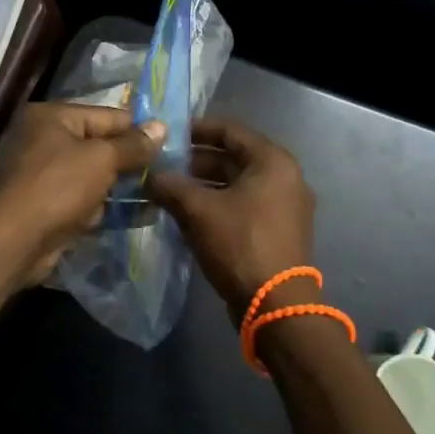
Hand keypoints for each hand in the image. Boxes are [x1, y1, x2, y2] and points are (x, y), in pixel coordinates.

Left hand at [0, 103, 166, 286]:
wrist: (16, 241)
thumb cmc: (58, 186)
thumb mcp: (102, 159)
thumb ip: (133, 144)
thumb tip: (161, 127)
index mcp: (50, 116)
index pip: (105, 115)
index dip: (137, 129)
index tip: (170, 142)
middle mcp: (41, 139)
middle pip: (98, 144)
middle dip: (130, 159)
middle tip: (168, 170)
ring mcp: (41, 174)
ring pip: (92, 174)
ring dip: (121, 185)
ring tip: (160, 192)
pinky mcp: (45, 204)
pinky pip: (83, 198)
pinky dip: (105, 205)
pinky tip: (140, 214)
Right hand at [148, 119, 314, 323]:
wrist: (275, 305)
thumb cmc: (239, 244)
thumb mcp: (198, 211)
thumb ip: (171, 186)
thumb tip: (149, 176)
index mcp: (272, 161)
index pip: (230, 130)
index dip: (197, 129)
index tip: (168, 134)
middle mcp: (284, 177)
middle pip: (234, 157)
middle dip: (196, 160)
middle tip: (162, 165)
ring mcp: (284, 205)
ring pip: (237, 183)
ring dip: (204, 184)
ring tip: (169, 189)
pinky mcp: (278, 230)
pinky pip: (244, 205)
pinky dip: (218, 203)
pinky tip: (188, 213)